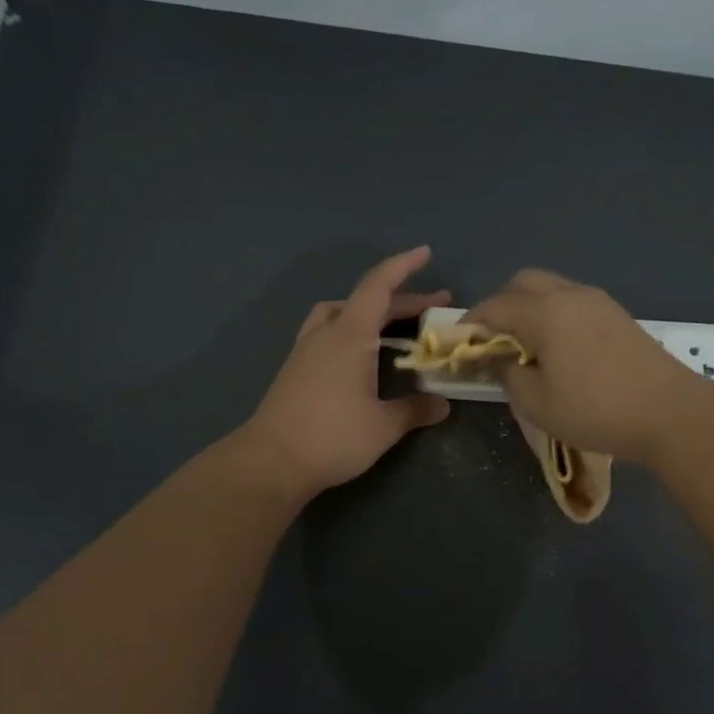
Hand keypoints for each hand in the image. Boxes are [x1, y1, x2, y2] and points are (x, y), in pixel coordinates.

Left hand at [239, 247, 451, 501]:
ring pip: (340, 313)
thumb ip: (415, 410)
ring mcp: (306, 349)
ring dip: (369, 312)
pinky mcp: (295, 368)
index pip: (379, 286)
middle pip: (366, 301)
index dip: (403, 266)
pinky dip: (351, 331)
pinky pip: (328, 333)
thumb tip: (443, 404)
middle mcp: (326, 333)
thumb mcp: (384, 426)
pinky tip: (360, 355)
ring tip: (392, 326)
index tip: (425, 253)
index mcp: (350, 335)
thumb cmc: (332, 437)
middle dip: (402, 300)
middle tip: (434, 307)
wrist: (271, 461)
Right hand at [465, 269, 704, 465]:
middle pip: (523, 282)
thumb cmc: (595, 409)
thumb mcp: (537, 402)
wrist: (669, 412)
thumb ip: (507, 374)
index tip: (460, 345)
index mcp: (544, 312)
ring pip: (552, 288)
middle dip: (501, 304)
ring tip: (526, 345)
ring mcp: (598, 302)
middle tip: (494, 340)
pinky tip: (559, 347)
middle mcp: (569, 295)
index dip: (471, 324)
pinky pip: (574, 301)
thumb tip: (494, 358)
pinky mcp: (618, 315)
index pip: (494, 307)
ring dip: (530, 307)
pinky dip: (555, 314)